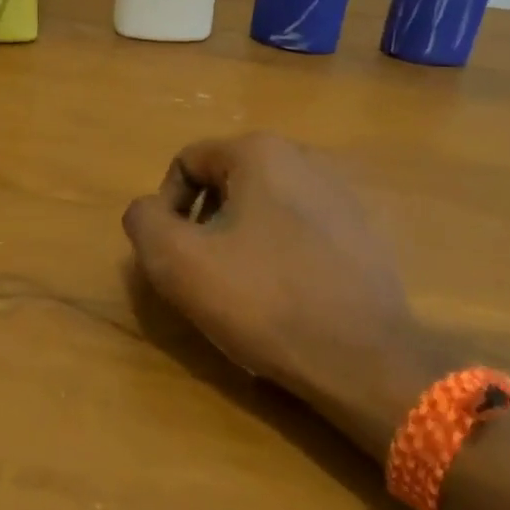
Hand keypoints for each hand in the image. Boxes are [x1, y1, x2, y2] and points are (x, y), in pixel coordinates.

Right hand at [122, 133, 460, 460]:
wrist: (363, 357)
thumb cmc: (263, 300)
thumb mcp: (177, 262)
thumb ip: (144, 221)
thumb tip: (147, 210)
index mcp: (260, 152)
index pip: (187, 163)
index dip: (166, 207)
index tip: (171, 255)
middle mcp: (305, 157)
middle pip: (227, 183)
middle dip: (204, 224)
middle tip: (203, 274)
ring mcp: (342, 193)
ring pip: (264, 207)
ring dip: (241, 240)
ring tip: (244, 290)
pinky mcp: (364, 230)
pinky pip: (301, 230)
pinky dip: (280, 253)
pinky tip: (286, 296)